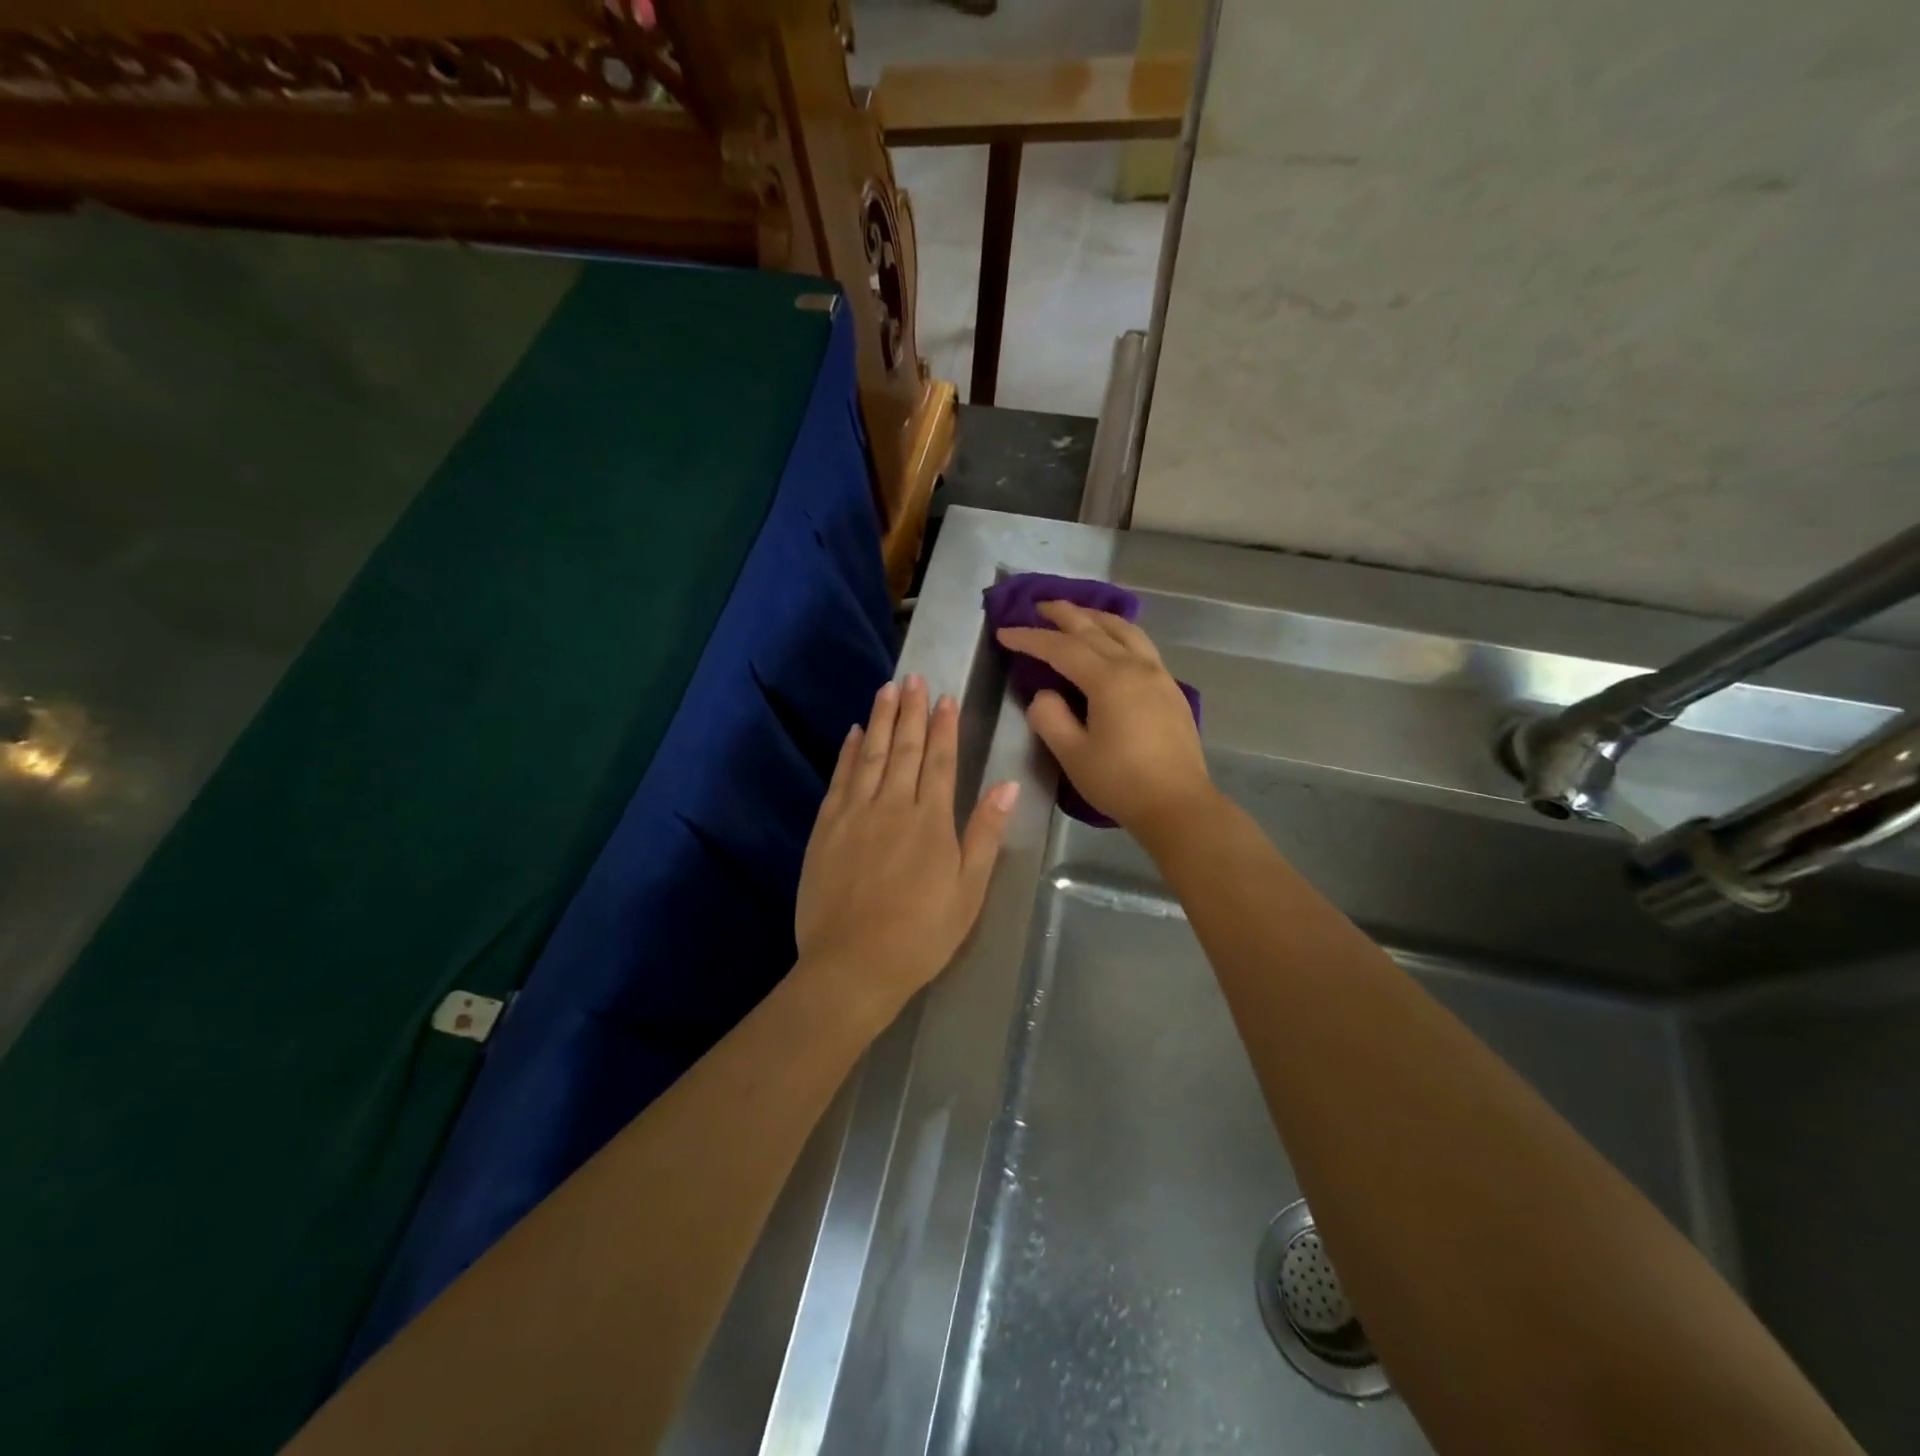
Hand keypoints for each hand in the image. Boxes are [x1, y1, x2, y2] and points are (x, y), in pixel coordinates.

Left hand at [795, 675, 1018, 1018]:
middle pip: (903, 749)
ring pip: (870, 756)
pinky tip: (853, 734)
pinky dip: (848, 753)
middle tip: (914, 678)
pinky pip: (839, 780)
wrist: (852, 965)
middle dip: (910, 711)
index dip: (943, 727)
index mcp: (930, 821)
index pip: (939, 761)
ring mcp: (854, 815)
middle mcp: (891, 806)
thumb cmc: (921, 933)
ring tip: (886, 690)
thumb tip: (1008, 786)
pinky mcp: (826, 829)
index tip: (945, 698)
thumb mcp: (968, 890)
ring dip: (879, 720)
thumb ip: (984, 834)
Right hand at [996, 601, 1212, 836]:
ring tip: (1077, 614)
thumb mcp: (1072, 754)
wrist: (1178, 805)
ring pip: (1125, 630)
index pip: (1061, 648)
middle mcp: (1135, 666)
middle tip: (1038, 606)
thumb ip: (1050, 718)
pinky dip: (1119, 633)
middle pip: (1094, 628)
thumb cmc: (1120, 782)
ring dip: (1096, 617)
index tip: (1004, 632)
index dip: (1030, 638)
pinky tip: (1114, 643)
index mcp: (1109, 679)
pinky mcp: (1170, 689)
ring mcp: (1158, 675)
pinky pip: (1141, 645)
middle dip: (1063, 614)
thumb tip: (1044, 695)